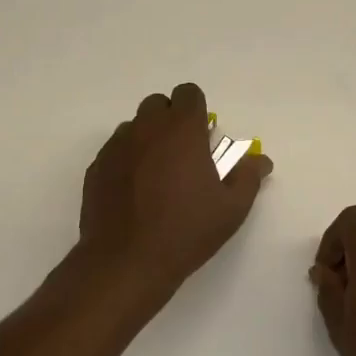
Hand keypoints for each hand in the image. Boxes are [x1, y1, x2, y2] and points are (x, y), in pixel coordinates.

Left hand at [79, 82, 272, 293]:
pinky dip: (127, 160)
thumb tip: (260, 160)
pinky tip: (135, 192)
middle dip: (171, 120)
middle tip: (183, 155)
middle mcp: (146, 129)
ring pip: (134, 127)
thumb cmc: (186, 231)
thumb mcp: (231, 208)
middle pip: (157, 105)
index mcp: (181, 130)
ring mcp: (116, 147)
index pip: (188, 94)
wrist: (126, 261)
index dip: (197, 110)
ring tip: (158, 176)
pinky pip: (115, 151)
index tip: (204, 137)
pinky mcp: (96, 168)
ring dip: (148, 139)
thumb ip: (248, 176)